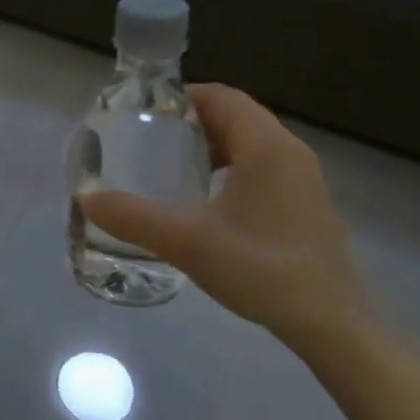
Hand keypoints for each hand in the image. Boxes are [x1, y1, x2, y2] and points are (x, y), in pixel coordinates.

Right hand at [79, 84, 369, 344]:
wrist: (331, 323)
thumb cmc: (261, 269)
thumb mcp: (187, 242)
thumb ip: (134, 218)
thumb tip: (88, 199)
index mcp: (266, 146)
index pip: (222, 97)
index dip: (183, 96)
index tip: (146, 113)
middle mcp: (289, 151)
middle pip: (237, 116)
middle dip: (194, 121)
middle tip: (153, 140)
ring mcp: (304, 178)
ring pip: (253, 142)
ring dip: (215, 146)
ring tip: (176, 167)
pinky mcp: (307, 204)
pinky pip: (264, 167)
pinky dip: (234, 168)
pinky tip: (210, 203)